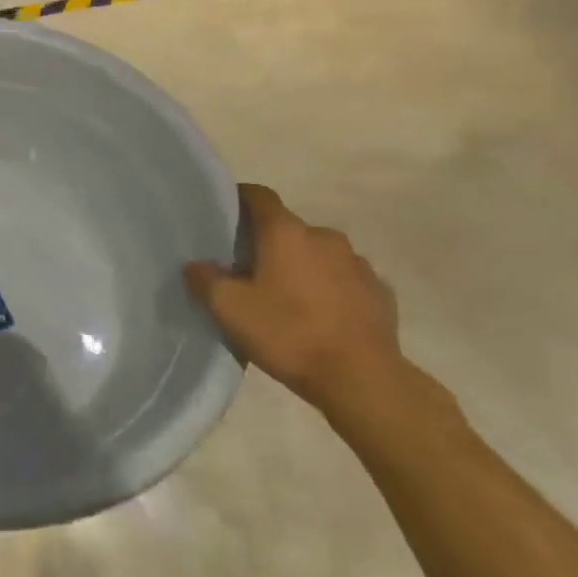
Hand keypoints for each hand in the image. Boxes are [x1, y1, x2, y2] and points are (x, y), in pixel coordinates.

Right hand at [184, 184, 401, 417]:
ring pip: (318, 255)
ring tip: (287, 299)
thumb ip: (204, 280)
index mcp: (286, 232)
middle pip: (288, 229)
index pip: (259, 196)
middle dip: (268, 244)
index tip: (224, 216)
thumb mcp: (229, 309)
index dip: (239, 199)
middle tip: (248, 272)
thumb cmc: (289, 334)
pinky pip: (345, 280)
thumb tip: (197, 265)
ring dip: (301, 267)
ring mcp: (358, 264)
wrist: (364, 380)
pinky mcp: (380, 293)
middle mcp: (324, 237)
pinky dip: (330, 290)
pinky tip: (320, 317)